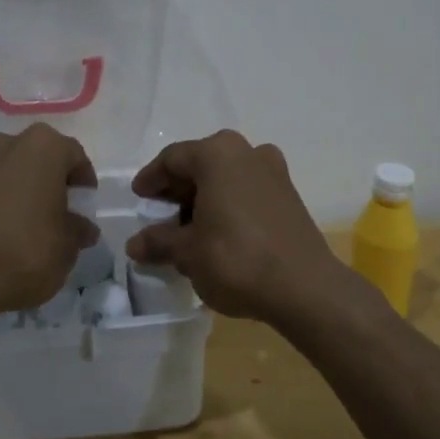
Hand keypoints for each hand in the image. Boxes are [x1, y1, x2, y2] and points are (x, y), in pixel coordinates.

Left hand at [0, 125, 98, 326]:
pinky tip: (6, 237)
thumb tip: (82, 228)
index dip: (84, 183)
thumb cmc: (24, 250)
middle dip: (53, 184)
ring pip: (14, 174)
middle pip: (41, 160)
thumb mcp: (67, 247)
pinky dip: (2, 206)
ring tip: (33, 230)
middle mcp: (8, 143)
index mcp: (44, 146)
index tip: (85, 208)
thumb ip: (78, 232)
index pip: (75, 156)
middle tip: (62, 216)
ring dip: (26, 194)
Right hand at [126, 130, 349, 325]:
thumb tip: (135, 244)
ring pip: (226, 176)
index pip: (173, 158)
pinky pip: (247, 190)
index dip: (152, 179)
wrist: (304, 287)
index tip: (139, 198)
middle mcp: (247, 151)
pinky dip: (228, 204)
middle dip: (178, 189)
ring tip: (188, 228)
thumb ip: (159, 242)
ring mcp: (273, 171)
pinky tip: (218, 232)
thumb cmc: (236, 259)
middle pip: (201, 163)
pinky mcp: (289, 194)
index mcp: (217, 154)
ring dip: (204, 197)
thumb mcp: (188, 253)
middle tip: (160, 215)